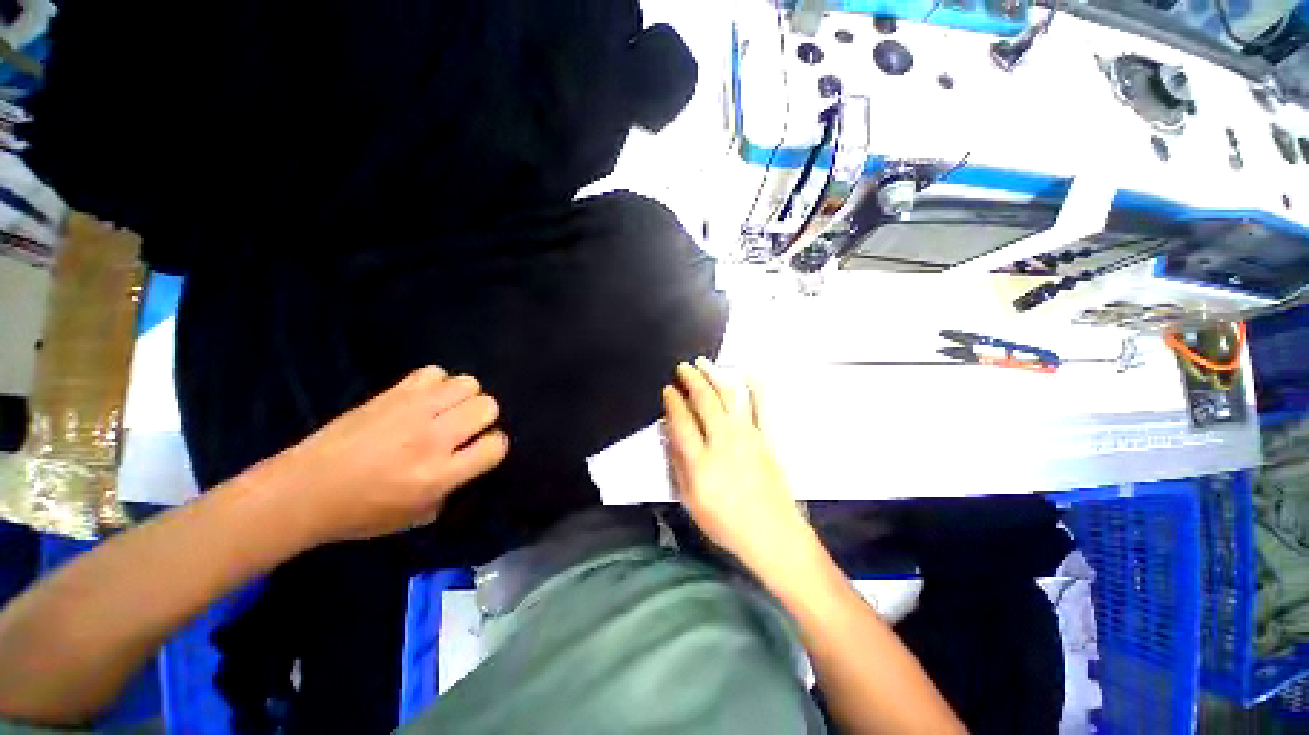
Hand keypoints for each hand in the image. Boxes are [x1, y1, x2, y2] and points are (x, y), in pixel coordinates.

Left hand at [266, 366, 508, 544]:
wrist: (303, 490)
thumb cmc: (361, 512)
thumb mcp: (417, 516)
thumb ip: (453, 488)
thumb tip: (469, 462)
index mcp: (439, 474)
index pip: (496, 445)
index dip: (494, 446)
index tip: (480, 450)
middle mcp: (432, 438)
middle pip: (487, 406)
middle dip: (483, 418)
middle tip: (463, 430)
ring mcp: (412, 411)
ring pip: (467, 384)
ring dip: (464, 397)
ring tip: (447, 411)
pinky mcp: (392, 394)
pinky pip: (434, 372)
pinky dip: (436, 383)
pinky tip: (424, 399)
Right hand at [663, 358, 810, 574]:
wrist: (772, 534)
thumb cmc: (726, 523)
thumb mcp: (691, 501)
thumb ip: (679, 465)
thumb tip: (671, 435)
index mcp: (701, 460)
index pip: (682, 421)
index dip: (673, 402)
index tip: (668, 389)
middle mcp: (723, 440)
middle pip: (704, 401)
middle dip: (691, 380)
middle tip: (683, 367)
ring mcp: (747, 436)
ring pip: (728, 396)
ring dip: (714, 376)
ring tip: (704, 363)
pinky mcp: (765, 437)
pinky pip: (761, 406)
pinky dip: (755, 387)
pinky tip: (748, 374)